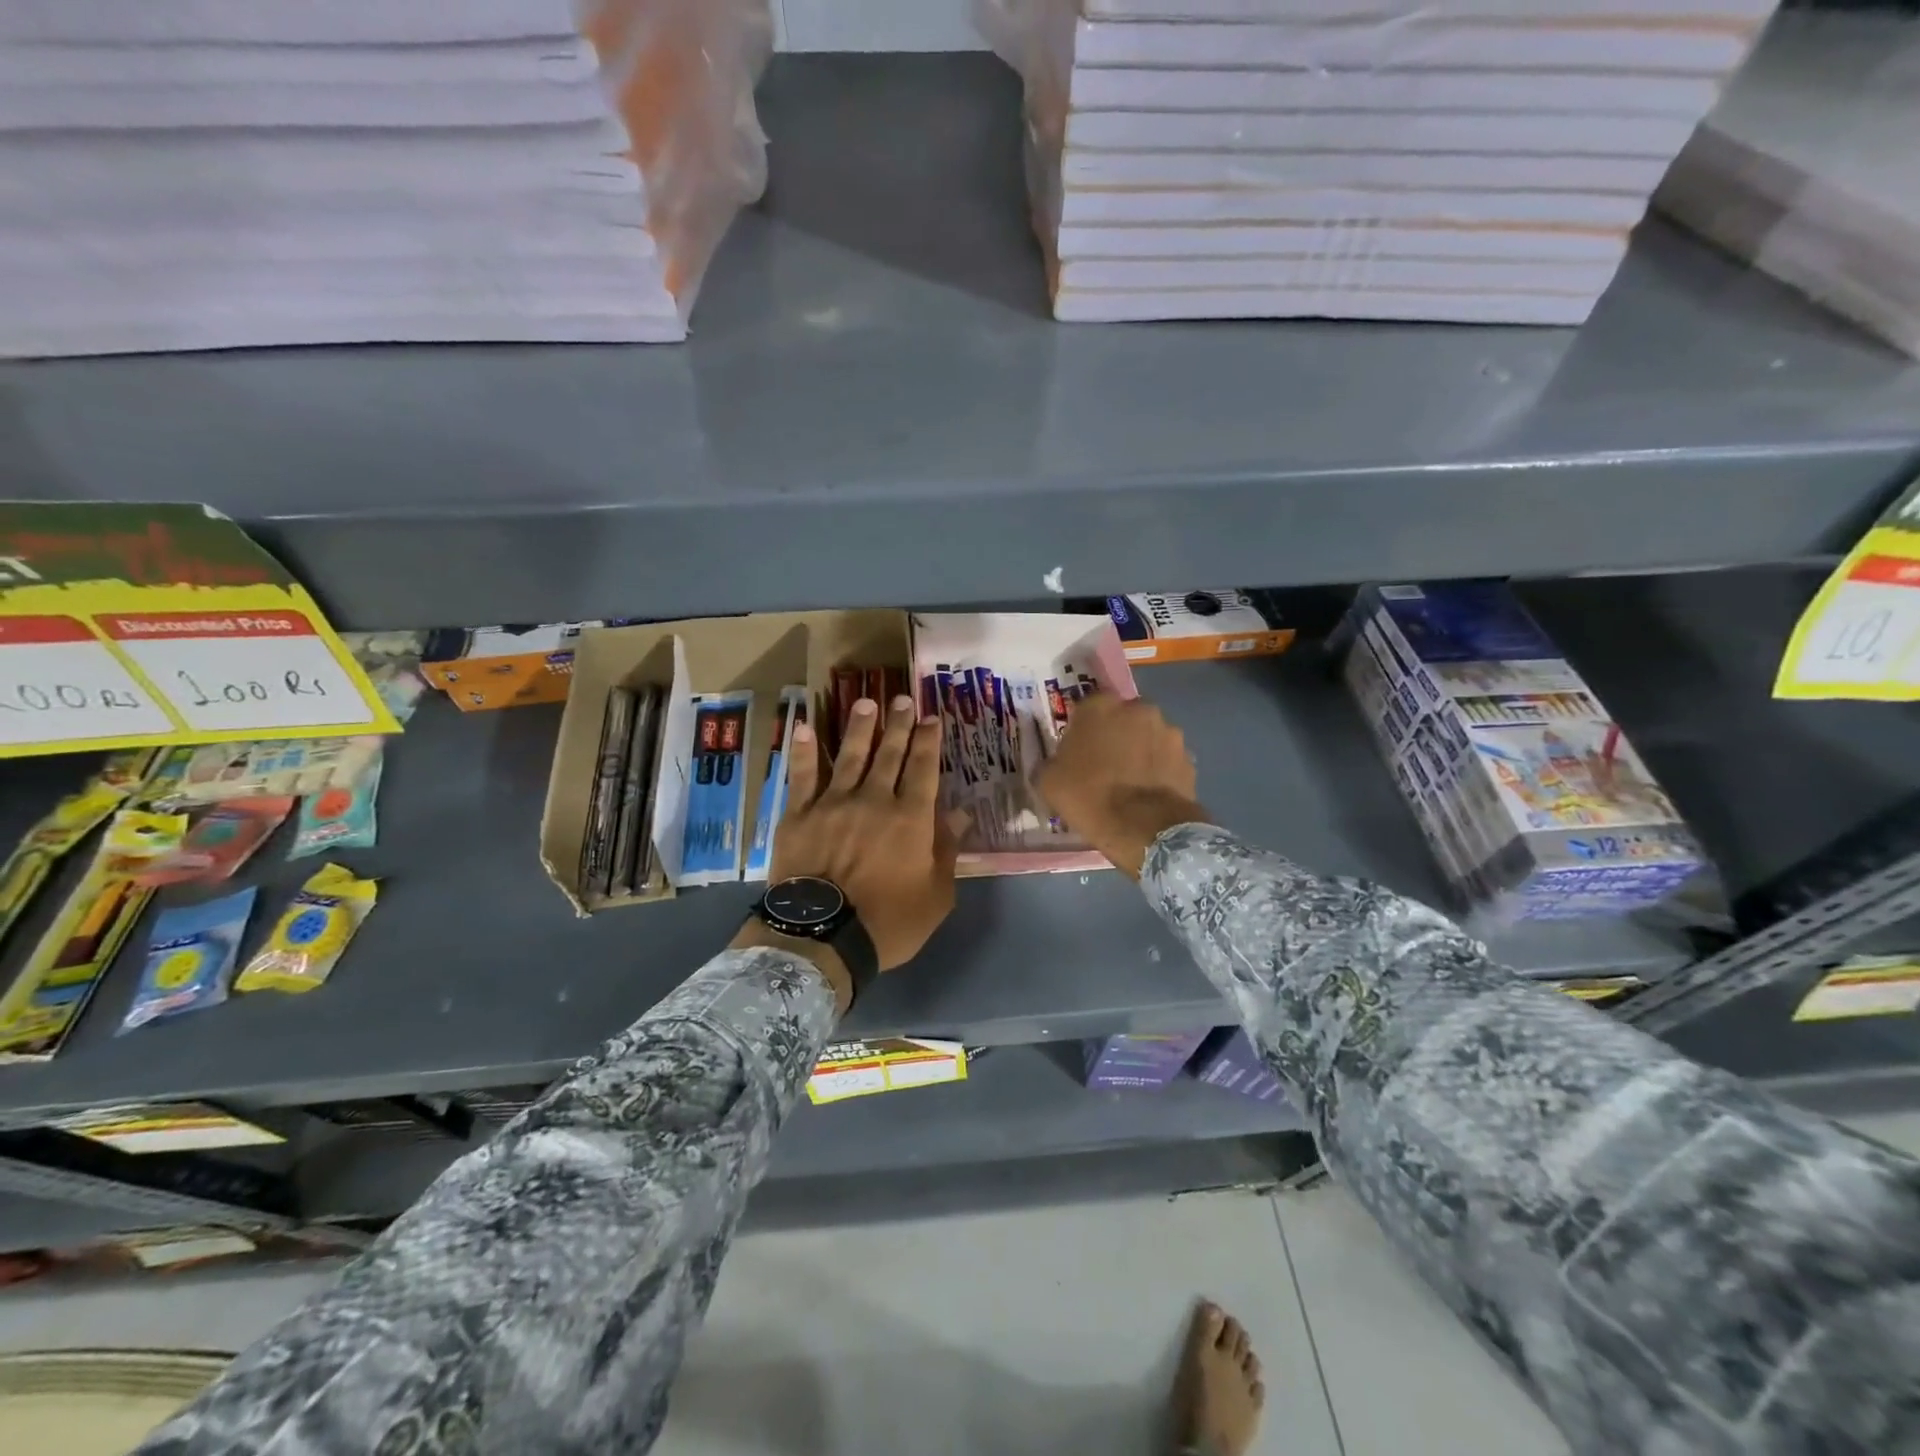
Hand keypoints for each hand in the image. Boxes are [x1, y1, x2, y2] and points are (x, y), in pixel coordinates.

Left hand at [771, 695, 960, 970]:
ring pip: (849, 755)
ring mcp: (834, 803)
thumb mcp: (936, 895)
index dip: (928, 741)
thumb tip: (959, 814)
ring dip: (859, 727)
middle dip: (899, 724)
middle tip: (903, 698)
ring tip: (865, 702)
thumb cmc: (888, 922)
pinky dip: (803, 751)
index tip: (931, 718)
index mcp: (910, 818)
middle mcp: (874, 799)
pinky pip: (802, 776)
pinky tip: (803, 727)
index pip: (923, 768)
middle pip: (889, 754)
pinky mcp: (799, 814)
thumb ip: (947, 851)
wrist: (823, 938)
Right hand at [1035, 693, 1207, 877]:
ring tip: (1132, 781)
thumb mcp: (1049, 782)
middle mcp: (1138, 709)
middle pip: (1123, 718)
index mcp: (1100, 706)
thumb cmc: (1088, 797)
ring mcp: (1168, 731)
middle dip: (1117, 734)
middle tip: (1106, 763)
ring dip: (1141, 750)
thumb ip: (1051, 763)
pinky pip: (1167, 759)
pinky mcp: (1188, 757)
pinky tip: (1150, 792)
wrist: (1142, 828)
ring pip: (1149, 736)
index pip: (1089, 707)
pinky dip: (1160, 770)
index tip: (1080, 749)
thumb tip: (1055, 765)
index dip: (1084, 728)